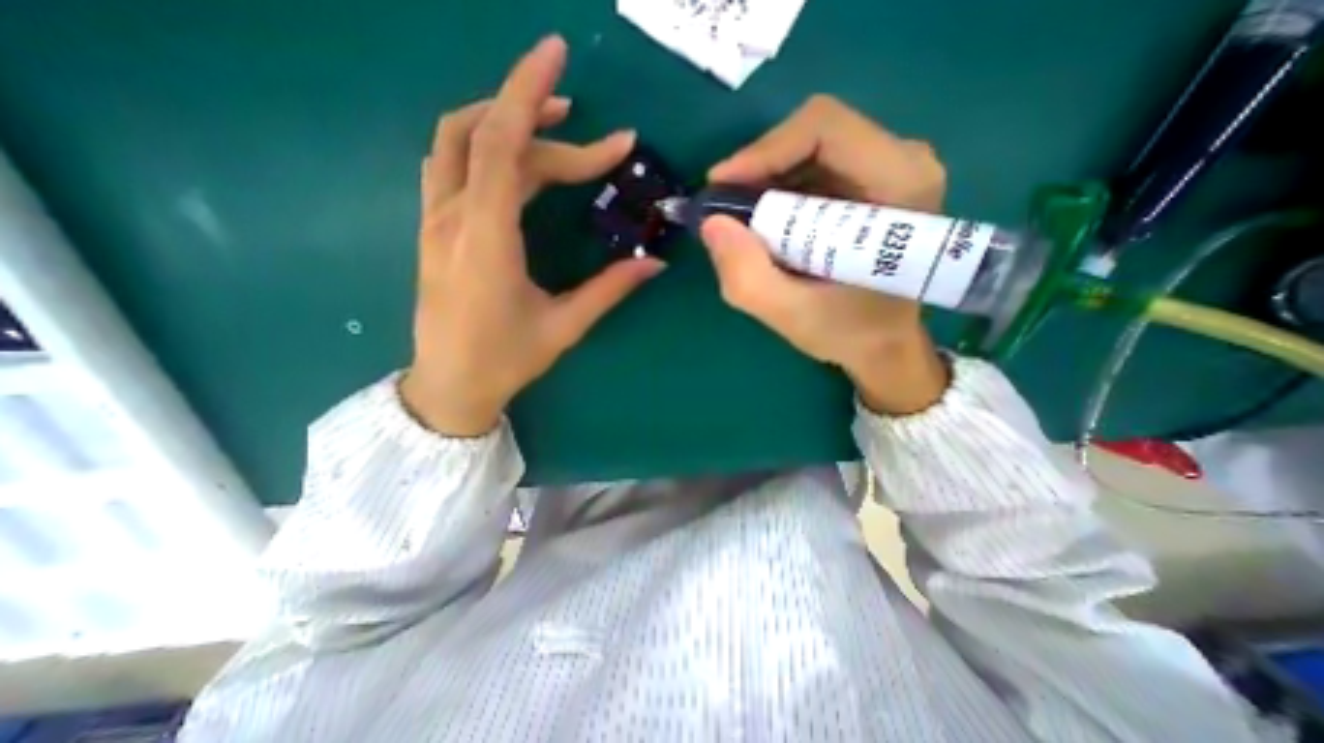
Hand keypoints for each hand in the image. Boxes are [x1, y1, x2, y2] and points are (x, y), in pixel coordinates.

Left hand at [393, 34, 660, 433]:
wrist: (450, 385)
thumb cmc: (506, 360)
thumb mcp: (565, 325)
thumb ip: (610, 289)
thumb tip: (654, 264)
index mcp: (486, 238)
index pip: (502, 143)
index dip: (529, 94)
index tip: (562, 58)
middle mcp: (452, 217)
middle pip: (490, 139)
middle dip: (544, 126)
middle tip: (596, 142)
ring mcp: (435, 220)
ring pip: (458, 142)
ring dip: (503, 120)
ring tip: (554, 126)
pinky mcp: (433, 229)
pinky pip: (451, 165)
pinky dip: (484, 145)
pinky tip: (517, 159)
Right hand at [702, 96, 953, 413]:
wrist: (886, 343)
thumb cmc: (850, 331)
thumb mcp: (791, 315)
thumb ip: (746, 276)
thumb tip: (711, 224)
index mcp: (900, 184)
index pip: (823, 129)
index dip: (764, 151)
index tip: (721, 187)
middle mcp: (902, 161)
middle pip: (813, 134)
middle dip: (759, 171)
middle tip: (726, 212)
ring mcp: (888, 168)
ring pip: (808, 149)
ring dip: (765, 183)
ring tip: (743, 226)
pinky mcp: (870, 181)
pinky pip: (812, 167)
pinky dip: (779, 192)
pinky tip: (766, 226)